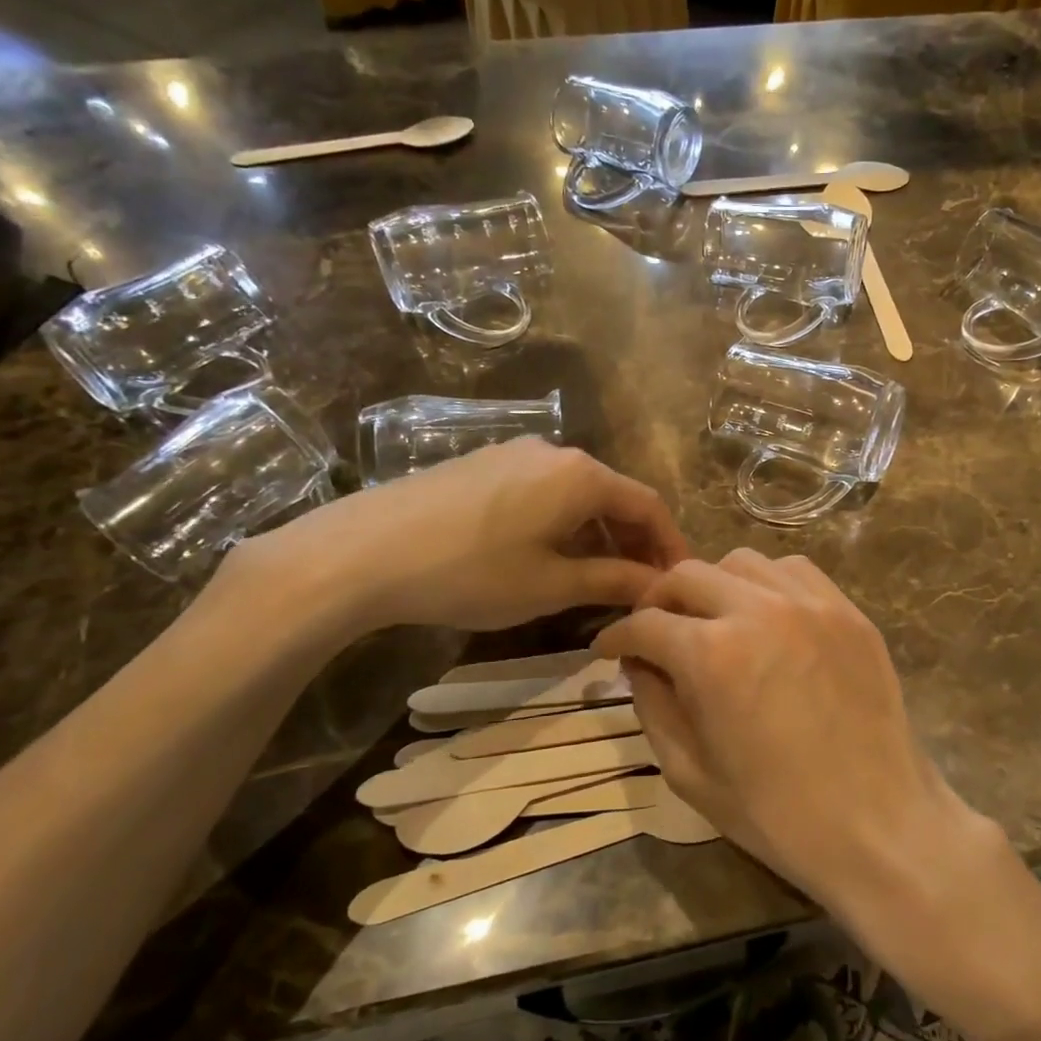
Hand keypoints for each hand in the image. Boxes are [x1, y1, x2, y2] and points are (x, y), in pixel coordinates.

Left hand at [227, 439, 688, 636]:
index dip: (669, 545)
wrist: (362, 552)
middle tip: (639, 587)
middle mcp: (555, 453)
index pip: (648, 505)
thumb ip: (613, 580)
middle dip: (633, 542)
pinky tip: (546, 556)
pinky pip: (542, 492)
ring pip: (576, 495)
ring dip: (596, 535)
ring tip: (596, 579)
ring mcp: (514, 454)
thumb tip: (658, 586)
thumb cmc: (471, 572)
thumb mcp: (551, 585)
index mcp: (582, 475)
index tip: (678, 582)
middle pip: (613, 497)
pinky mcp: (482, 465)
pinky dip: (561, 524)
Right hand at [592, 551, 991, 918]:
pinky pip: (795, 571)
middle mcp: (757, 611)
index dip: (617, 636)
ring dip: (714, 585)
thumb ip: (653, 705)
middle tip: (655, 630)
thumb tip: (639, 663)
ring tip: (713, 619)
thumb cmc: (777, 813)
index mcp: (710, 655)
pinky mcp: (847, 611)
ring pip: (741, 562)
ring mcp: (810, 604)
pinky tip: (767, 615)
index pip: (645, 623)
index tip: (609, 648)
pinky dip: (767, 583)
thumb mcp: (690, 773)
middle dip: (659, 600)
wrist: (878, 824)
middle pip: (687, 575)